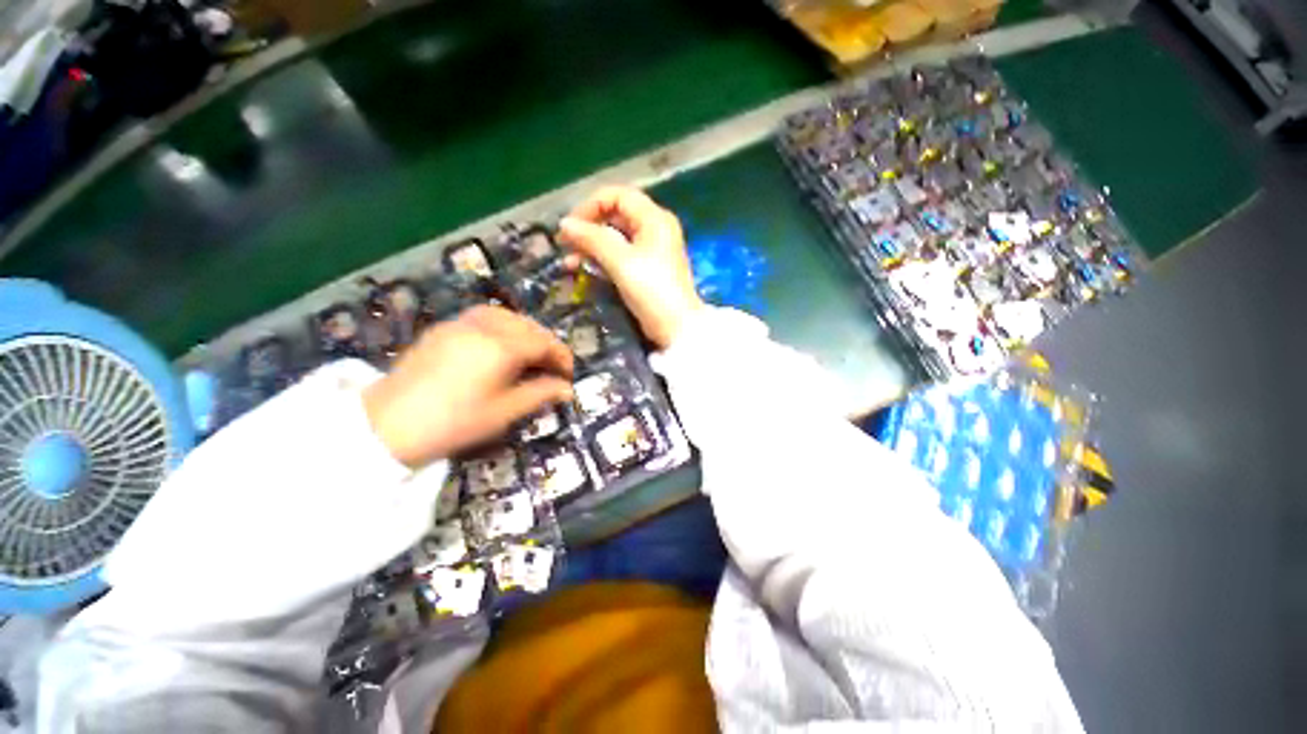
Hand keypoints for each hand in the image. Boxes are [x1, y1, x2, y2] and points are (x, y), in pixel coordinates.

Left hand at [363, 306, 573, 467]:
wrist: (387, 425)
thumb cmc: (454, 422)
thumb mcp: (504, 412)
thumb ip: (540, 394)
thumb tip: (567, 389)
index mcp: (501, 347)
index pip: (544, 342)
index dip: (562, 356)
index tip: (569, 374)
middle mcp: (483, 326)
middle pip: (528, 325)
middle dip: (546, 343)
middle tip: (552, 367)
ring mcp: (460, 324)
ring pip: (506, 316)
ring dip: (525, 331)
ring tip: (530, 354)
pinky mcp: (444, 328)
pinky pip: (484, 317)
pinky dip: (503, 326)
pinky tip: (501, 346)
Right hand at [558, 186, 704, 347]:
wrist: (675, 327)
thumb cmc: (651, 290)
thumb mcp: (621, 261)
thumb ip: (592, 239)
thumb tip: (565, 223)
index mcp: (654, 218)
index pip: (617, 196)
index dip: (590, 206)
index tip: (570, 227)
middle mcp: (654, 228)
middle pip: (615, 216)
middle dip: (588, 228)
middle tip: (565, 245)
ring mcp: (651, 249)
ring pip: (615, 237)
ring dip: (591, 247)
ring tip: (570, 263)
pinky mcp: (647, 268)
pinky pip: (620, 255)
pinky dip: (602, 260)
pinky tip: (584, 270)